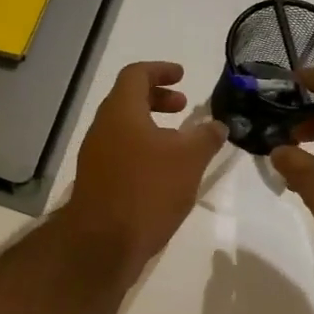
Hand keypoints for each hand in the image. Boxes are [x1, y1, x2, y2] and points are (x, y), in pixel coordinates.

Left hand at [64, 62, 225, 273]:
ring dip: (151, 126)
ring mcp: (95, 155)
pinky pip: (120, 151)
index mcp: (120, 111)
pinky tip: (163, 172)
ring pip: (124, 127)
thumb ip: (206, 137)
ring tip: (179, 142)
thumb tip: (218, 125)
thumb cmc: (147, 190)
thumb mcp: (188, 160)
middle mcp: (102, 127)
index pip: (136, 74)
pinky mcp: (96, 180)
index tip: (182, 76)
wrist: (103, 243)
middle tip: (183, 107)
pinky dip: (142, 148)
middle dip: (157, 98)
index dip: (160, 70)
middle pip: (127, 99)